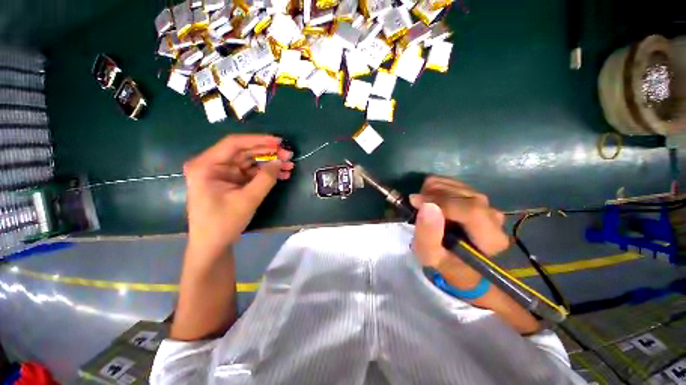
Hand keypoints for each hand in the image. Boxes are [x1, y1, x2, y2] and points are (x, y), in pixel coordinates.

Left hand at [183, 134, 293, 254]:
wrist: (213, 244)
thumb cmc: (224, 222)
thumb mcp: (248, 199)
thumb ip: (266, 178)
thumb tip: (280, 161)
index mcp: (206, 165)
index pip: (234, 143)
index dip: (258, 140)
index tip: (279, 142)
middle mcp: (213, 165)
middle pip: (244, 151)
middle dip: (268, 153)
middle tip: (288, 155)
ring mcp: (223, 173)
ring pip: (250, 161)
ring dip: (270, 163)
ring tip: (289, 165)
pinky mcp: (231, 181)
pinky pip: (251, 172)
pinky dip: (266, 173)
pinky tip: (282, 174)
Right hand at [409, 176, 508, 269]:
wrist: (456, 260)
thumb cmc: (444, 262)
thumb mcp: (430, 255)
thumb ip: (428, 234)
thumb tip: (427, 205)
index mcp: (490, 239)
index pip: (471, 210)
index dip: (440, 201)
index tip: (414, 201)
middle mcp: (493, 217)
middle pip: (463, 194)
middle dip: (433, 195)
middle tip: (415, 204)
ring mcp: (485, 204)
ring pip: (456, 185)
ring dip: (432, 191)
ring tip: (422, 205)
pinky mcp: (474, 196)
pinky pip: (452, 182)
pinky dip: (435, 187)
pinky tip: (429, 200)